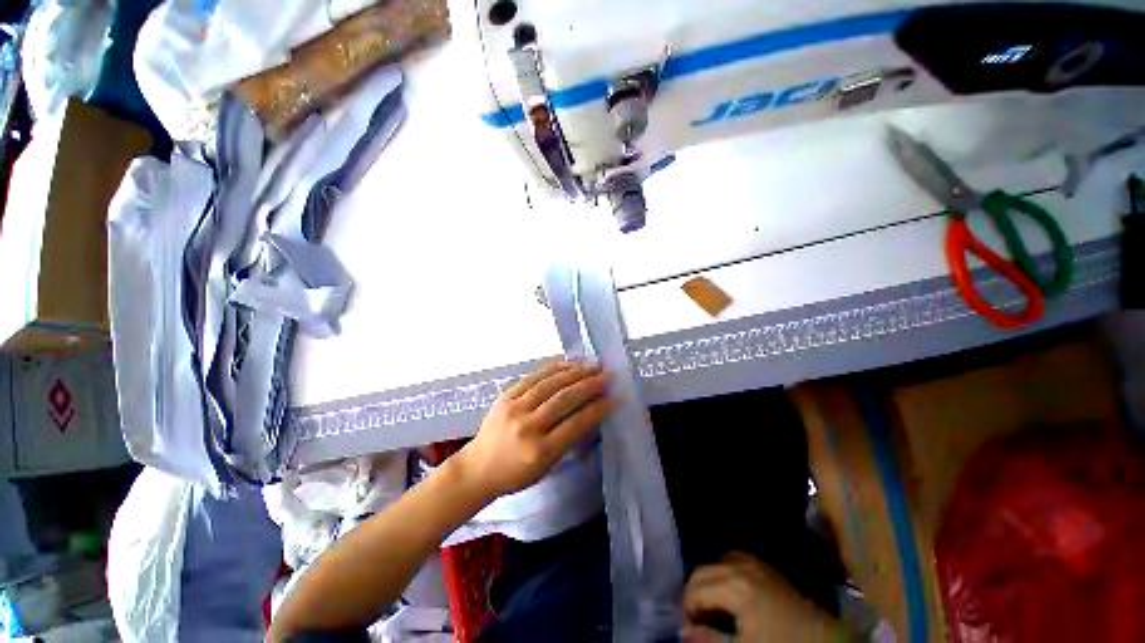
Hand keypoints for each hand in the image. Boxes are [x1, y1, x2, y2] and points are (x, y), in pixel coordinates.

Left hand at [453, 360, 614, 499]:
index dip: (597, 409)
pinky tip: (568, 363)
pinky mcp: (506, 395)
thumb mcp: (547, 466)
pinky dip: (553, 368)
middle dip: (590, 385)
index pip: (575, 424)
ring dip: (575, 372)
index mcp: (540, 451)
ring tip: (593, 365)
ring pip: (550, 384)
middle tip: (608, 375)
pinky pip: (534, 377)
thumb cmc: (516, 473)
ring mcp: (514, 408)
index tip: (614, 397)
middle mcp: (527, 426)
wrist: (478, 467)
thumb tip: (591, 411)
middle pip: (564, 399)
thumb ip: (568, 439)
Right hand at [683, 552, 852, 642]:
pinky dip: (726, 573)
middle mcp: (740, 566)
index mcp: (734, 585)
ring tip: (713, 607)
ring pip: (718, 563)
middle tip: (697, 620)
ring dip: (710, 582)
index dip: (687, 609)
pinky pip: (736, 560)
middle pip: (703, 572)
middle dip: (695, 593)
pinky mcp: (767, 568)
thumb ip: (710, 640)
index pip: (695, 589)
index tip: (690, 628)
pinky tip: (733, 594)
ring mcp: (755, 563)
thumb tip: (683, 631)